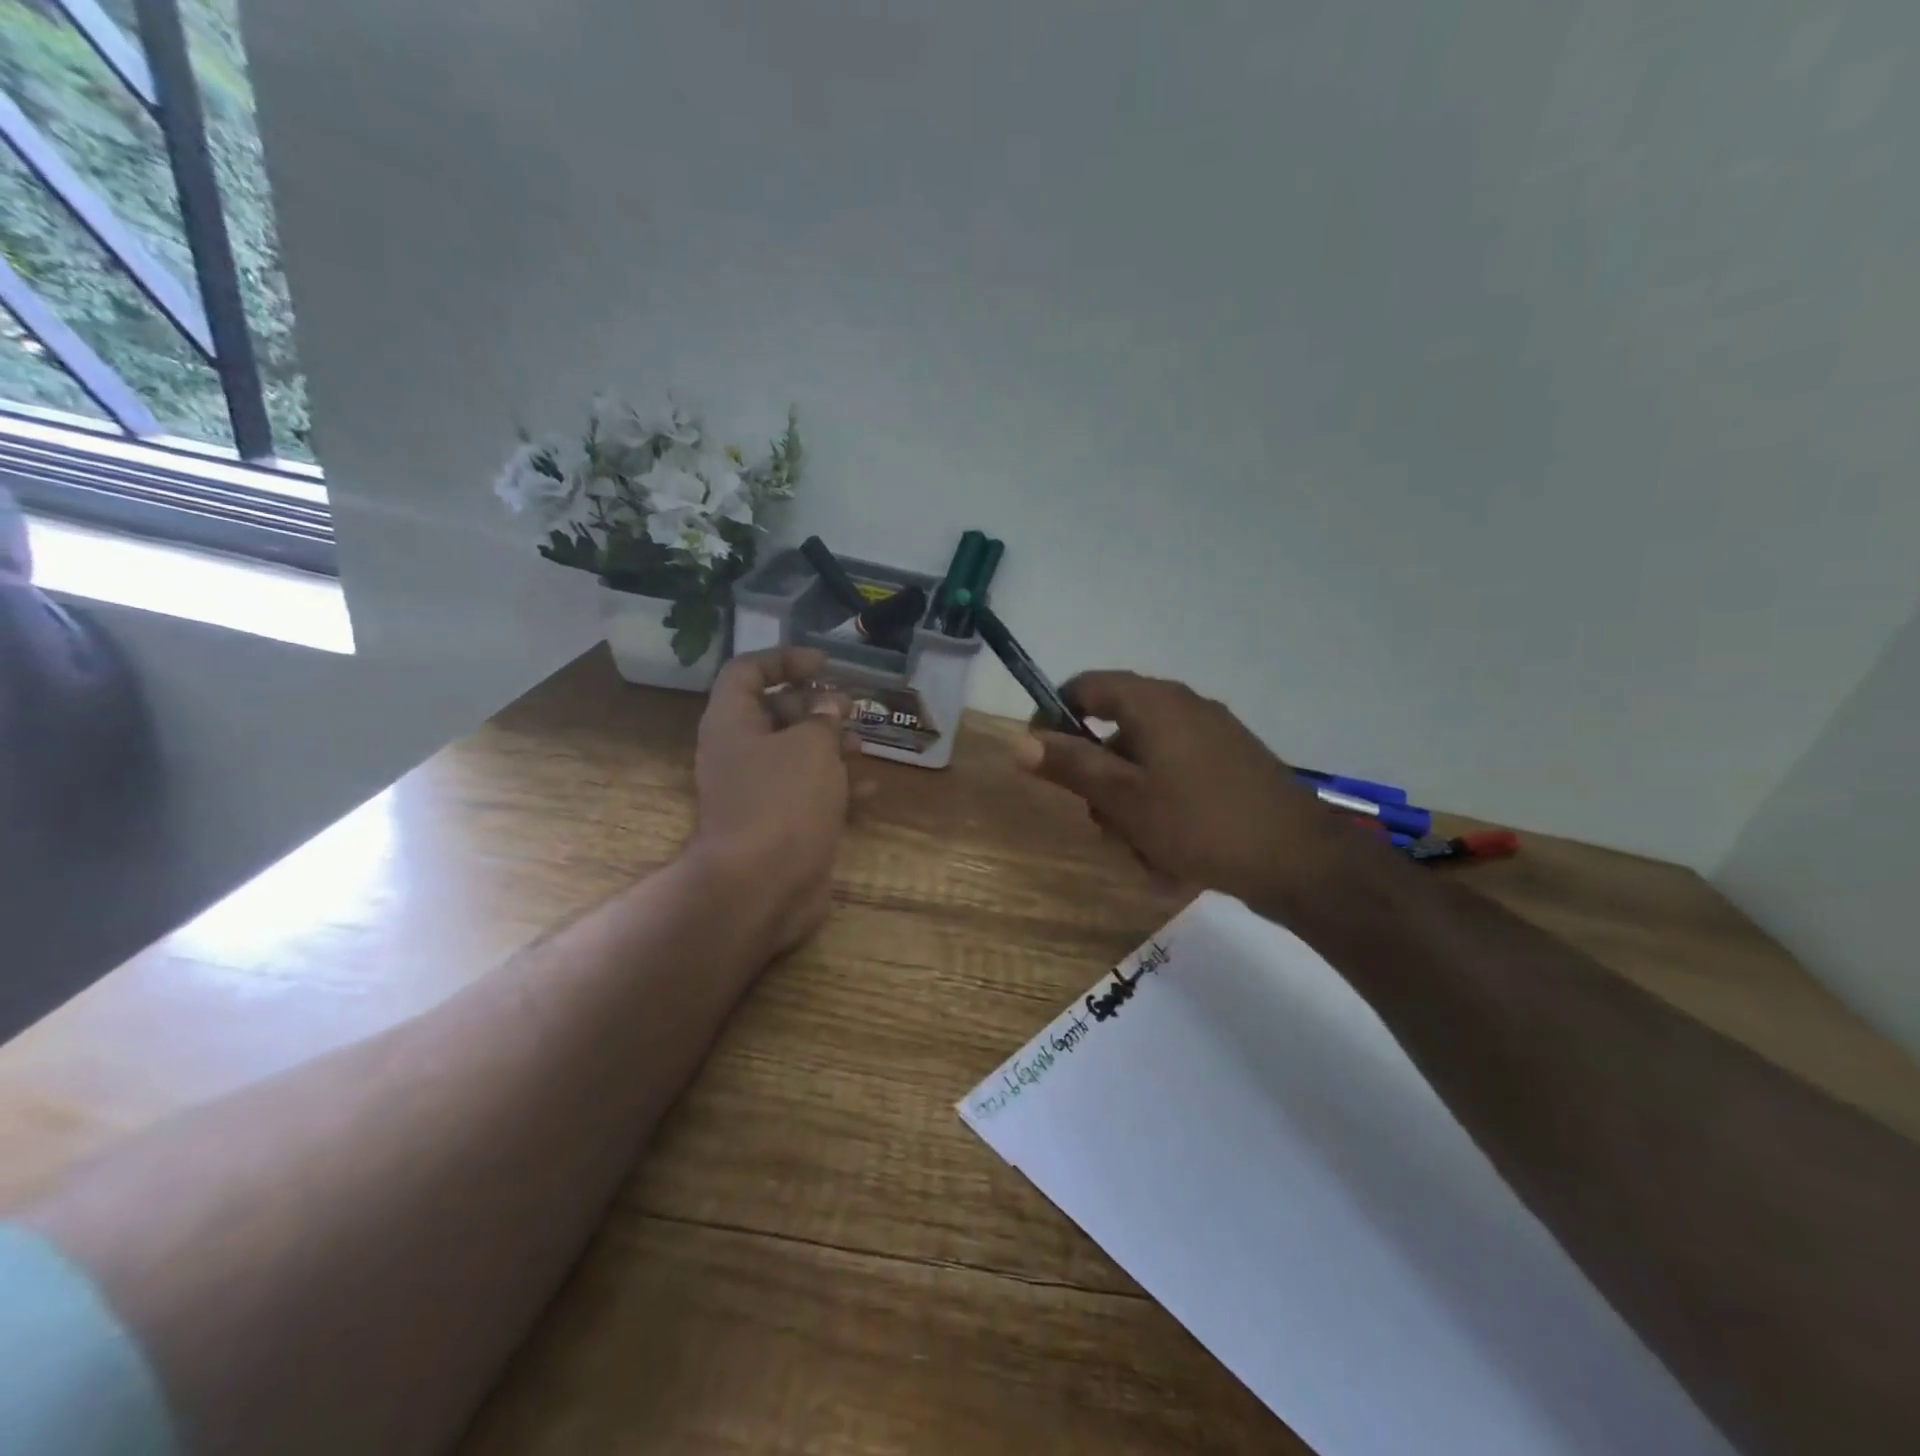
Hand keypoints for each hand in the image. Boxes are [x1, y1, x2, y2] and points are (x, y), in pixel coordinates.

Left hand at [690, 646, 857, 955]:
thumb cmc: (784, 801)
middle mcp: (738, 752)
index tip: (824, 664)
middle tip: (849, 708)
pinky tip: (869, 789)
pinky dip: (835, 786)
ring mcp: (756, 790)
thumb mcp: (811, 746)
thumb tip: (829, 707)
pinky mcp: (777, 822)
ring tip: (863, 746)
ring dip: (829, 745)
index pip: (747, 671)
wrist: (762, 886)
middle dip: (814, 705)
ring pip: (793, 753)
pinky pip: (806, 791)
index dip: (785, 659)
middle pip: (773, 711)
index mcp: (732, 722)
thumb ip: (823, 718)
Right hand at [1015, 671, 1381, 919]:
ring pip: (1146, 763)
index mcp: (1153, 702)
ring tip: (1143, 850)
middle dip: (1100, 779)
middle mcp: (1183, 707)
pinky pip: (1177, 778)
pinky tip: (1171, 854)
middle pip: (1116, 730)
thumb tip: (1020, 741)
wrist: (1298, 860)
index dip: (1053, 717)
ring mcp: (1212, 736)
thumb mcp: (1122, 798)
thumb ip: (1070, 765)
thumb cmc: (1198, 822)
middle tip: (1103, 823)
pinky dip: (1163, 809)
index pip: (1085, 688)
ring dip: (1131, 803)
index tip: (1043, 759)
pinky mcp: (1232, 765)